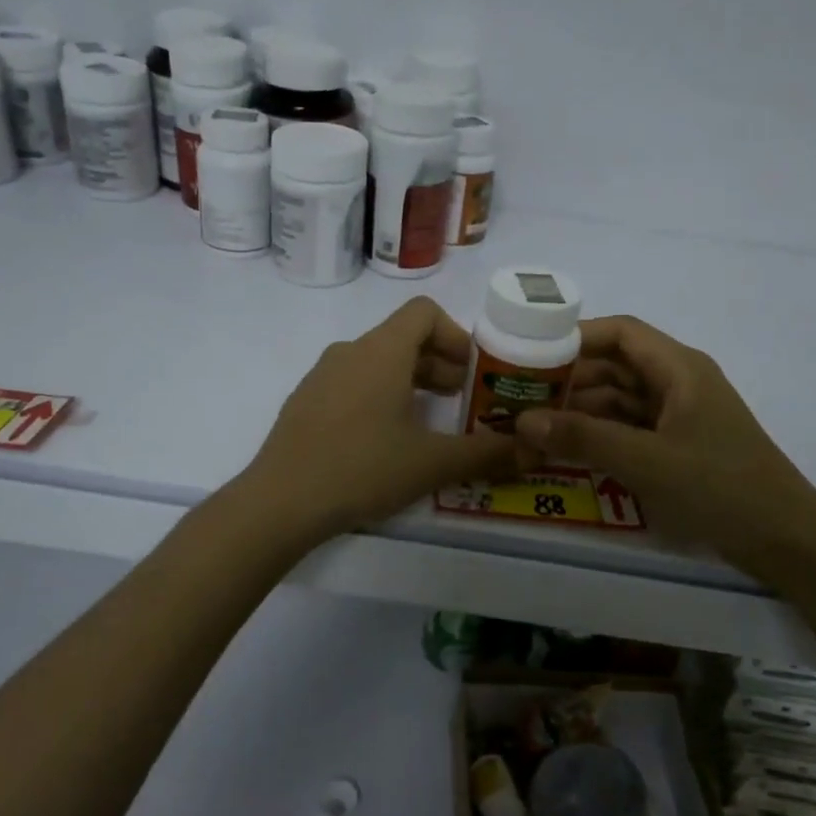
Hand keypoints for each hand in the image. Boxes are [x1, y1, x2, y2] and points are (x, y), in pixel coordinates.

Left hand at [239, 298, 536, 541]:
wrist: (280, 502)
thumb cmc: (362, 469)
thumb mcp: (432, 463)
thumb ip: (487, 454)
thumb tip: (535, 452)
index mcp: (381, 351)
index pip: (424, 312)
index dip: (455, 334)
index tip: (471, 372)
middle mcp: (349, 351)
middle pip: (402, 338)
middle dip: (438, 363)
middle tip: (462, 401)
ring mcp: (321, 376)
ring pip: (376, 362)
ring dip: (410, 381)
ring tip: (428, 422)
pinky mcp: (305, 402)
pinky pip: (352, 383)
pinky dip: (379, 395)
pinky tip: (384, 440)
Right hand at [514, 316, 815, 573]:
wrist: (786, 540)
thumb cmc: (720, 487)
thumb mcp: (646, 461)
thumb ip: (583, 438)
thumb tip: (522, 422)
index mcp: (679, 369)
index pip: (621, 333)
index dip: (575, 337)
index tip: (531, 353)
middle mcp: (678, 383)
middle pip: (615, 366)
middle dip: (569, 379)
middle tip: (520, 397)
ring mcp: (679, 417)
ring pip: (619, 400)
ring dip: (581, 411)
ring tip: (533, 426)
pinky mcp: (678, 446)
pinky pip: (630, 429)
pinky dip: (600, 435)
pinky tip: (567, 450)